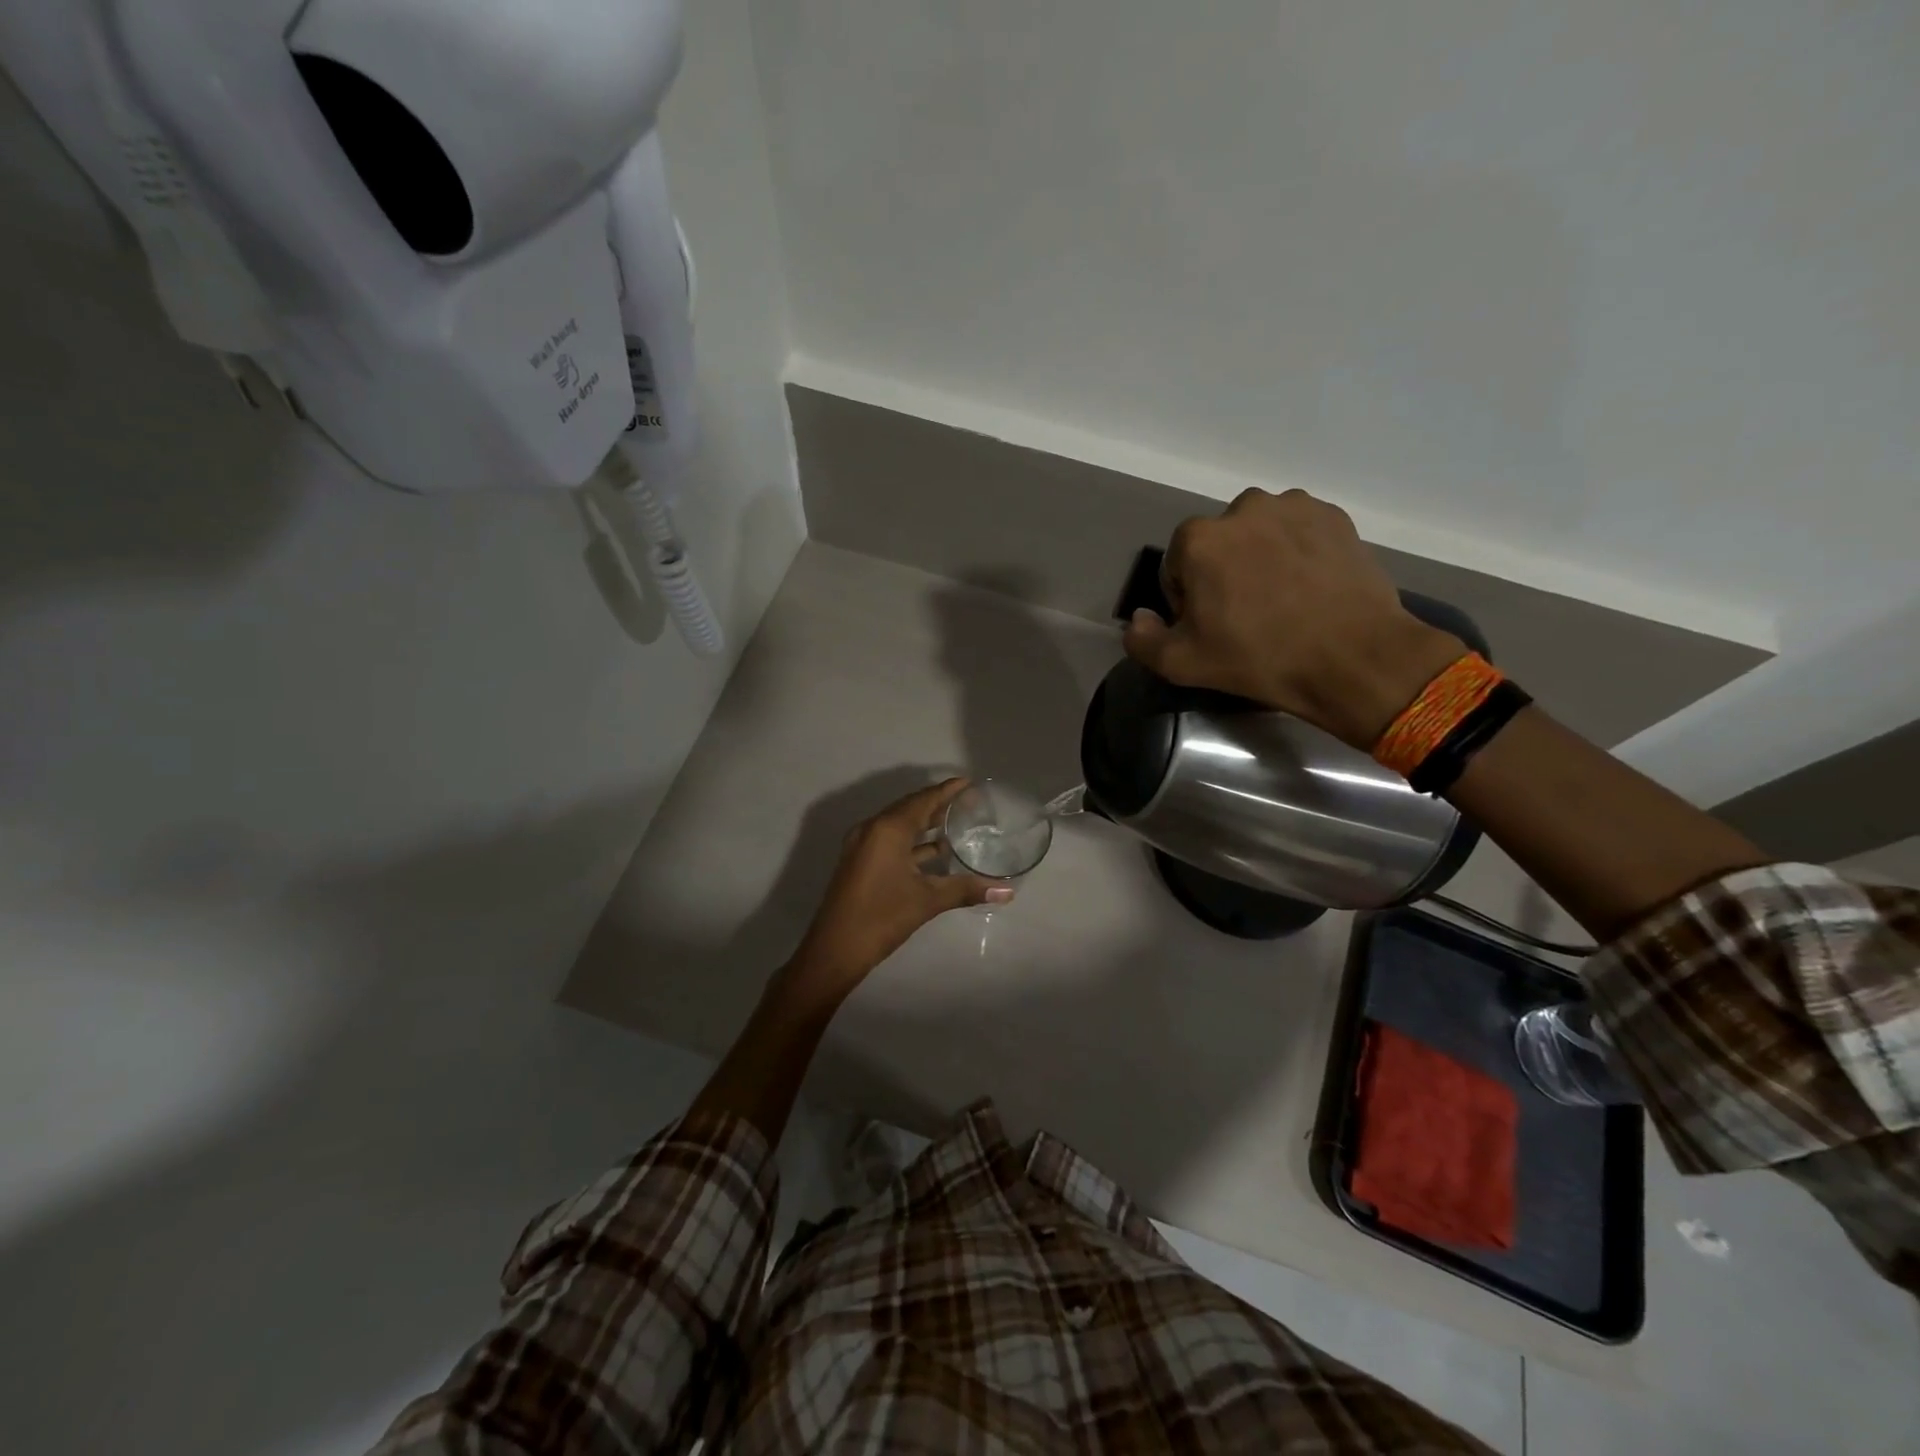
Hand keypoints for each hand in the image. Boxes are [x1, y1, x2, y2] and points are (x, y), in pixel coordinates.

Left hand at [783, 779, 1009, 1001]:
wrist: (835, 949)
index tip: (968, 783)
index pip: (923, 800)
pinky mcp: (859, 862)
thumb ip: (966, 890)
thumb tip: (1007, 892)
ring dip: (925, 825)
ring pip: (899, 826)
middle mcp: (872, 829)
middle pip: (910, 809)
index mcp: (888, 829)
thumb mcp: (927, 901)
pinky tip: (935, 853)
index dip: (946, 791)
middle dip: (938, 805)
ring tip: (956, 825)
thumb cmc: (882, 917)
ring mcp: (862, 846)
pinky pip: (890, 841)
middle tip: (967, 803)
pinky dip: (913, 843)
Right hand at [1122, 489, 1466, 748]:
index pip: (1176, 567)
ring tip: (1282, 602)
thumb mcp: (1182, 664)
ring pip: (1259, 535)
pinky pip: (1299, 533)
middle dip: (1223, 574)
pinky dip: (1297, 554)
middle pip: (1218, 545)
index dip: (1187, 601)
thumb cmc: (1259, 658)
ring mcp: (1294, 507)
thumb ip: (1142, 639)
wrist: (1353, 657)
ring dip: (1260, 559)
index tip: (1211, 628)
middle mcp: (1244, 508)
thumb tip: (1139, 618)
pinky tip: (1310, 589)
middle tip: (1247, 617)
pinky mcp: (1334, 517)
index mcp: (1199, 539)